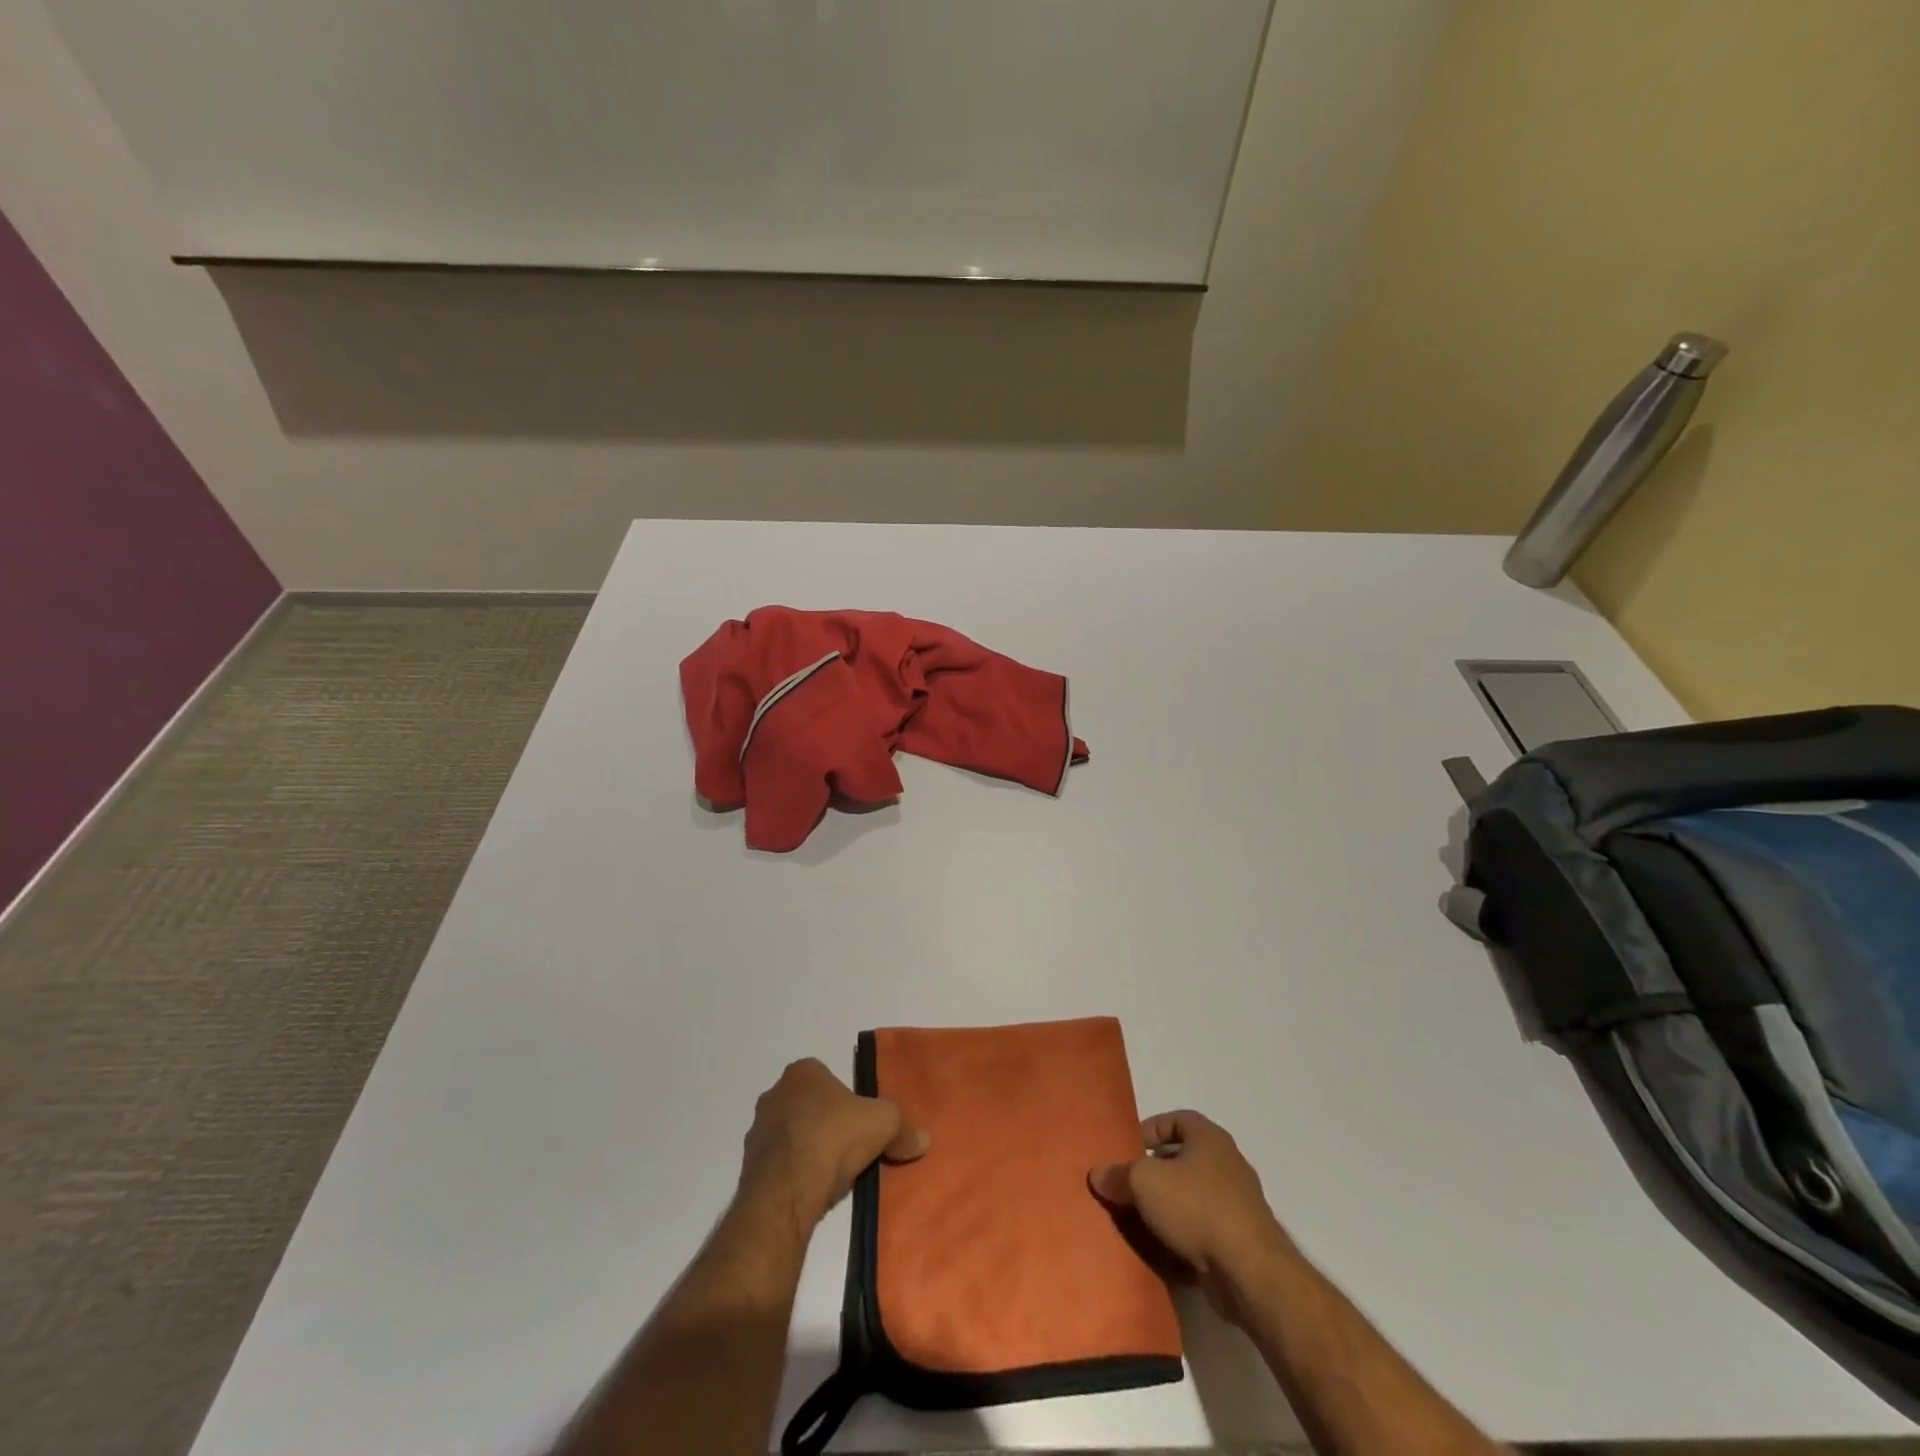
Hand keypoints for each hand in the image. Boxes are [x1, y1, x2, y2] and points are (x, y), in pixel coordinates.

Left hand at [739, 1058, 928, 1231]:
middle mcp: (775, 1093)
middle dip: (826, 1122)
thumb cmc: (834, 1139)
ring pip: (791, 1134)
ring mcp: (757, 1130)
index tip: (860, 1121)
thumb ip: (904, 1127)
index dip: (846, 1098)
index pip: (827, 1076)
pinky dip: (794, 1173)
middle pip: (809, 1104)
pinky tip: (812, 1189)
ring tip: (833, 1174)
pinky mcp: (748, 1166)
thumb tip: (922, 1140)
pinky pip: (778, 1164)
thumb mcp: (884, 1124)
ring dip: (808, 1148)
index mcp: (802, 1072)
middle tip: (850, 1146)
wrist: (786, 1191)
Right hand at [1090, 1110, 1290, 1323]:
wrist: (1249, 1272)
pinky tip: (1161, 1253)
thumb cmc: (1196, 1207)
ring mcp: (1237, 1205)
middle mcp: (1227, 1164)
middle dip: (1154, 1174)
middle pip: (1183, 1160)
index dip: (1150, 1130)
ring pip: (1191, 1198)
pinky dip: (1183, 1238)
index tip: (1128, 1149)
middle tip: (1128, 1187)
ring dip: (1166, 1209)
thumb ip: (1118, 1174)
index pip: (1177, 1120)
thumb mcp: (1144, 1182)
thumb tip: (1097, 1174)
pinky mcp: (1239, 1241)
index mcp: (1210, 1138)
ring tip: (1138, 1222)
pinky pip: (1202, 1231)